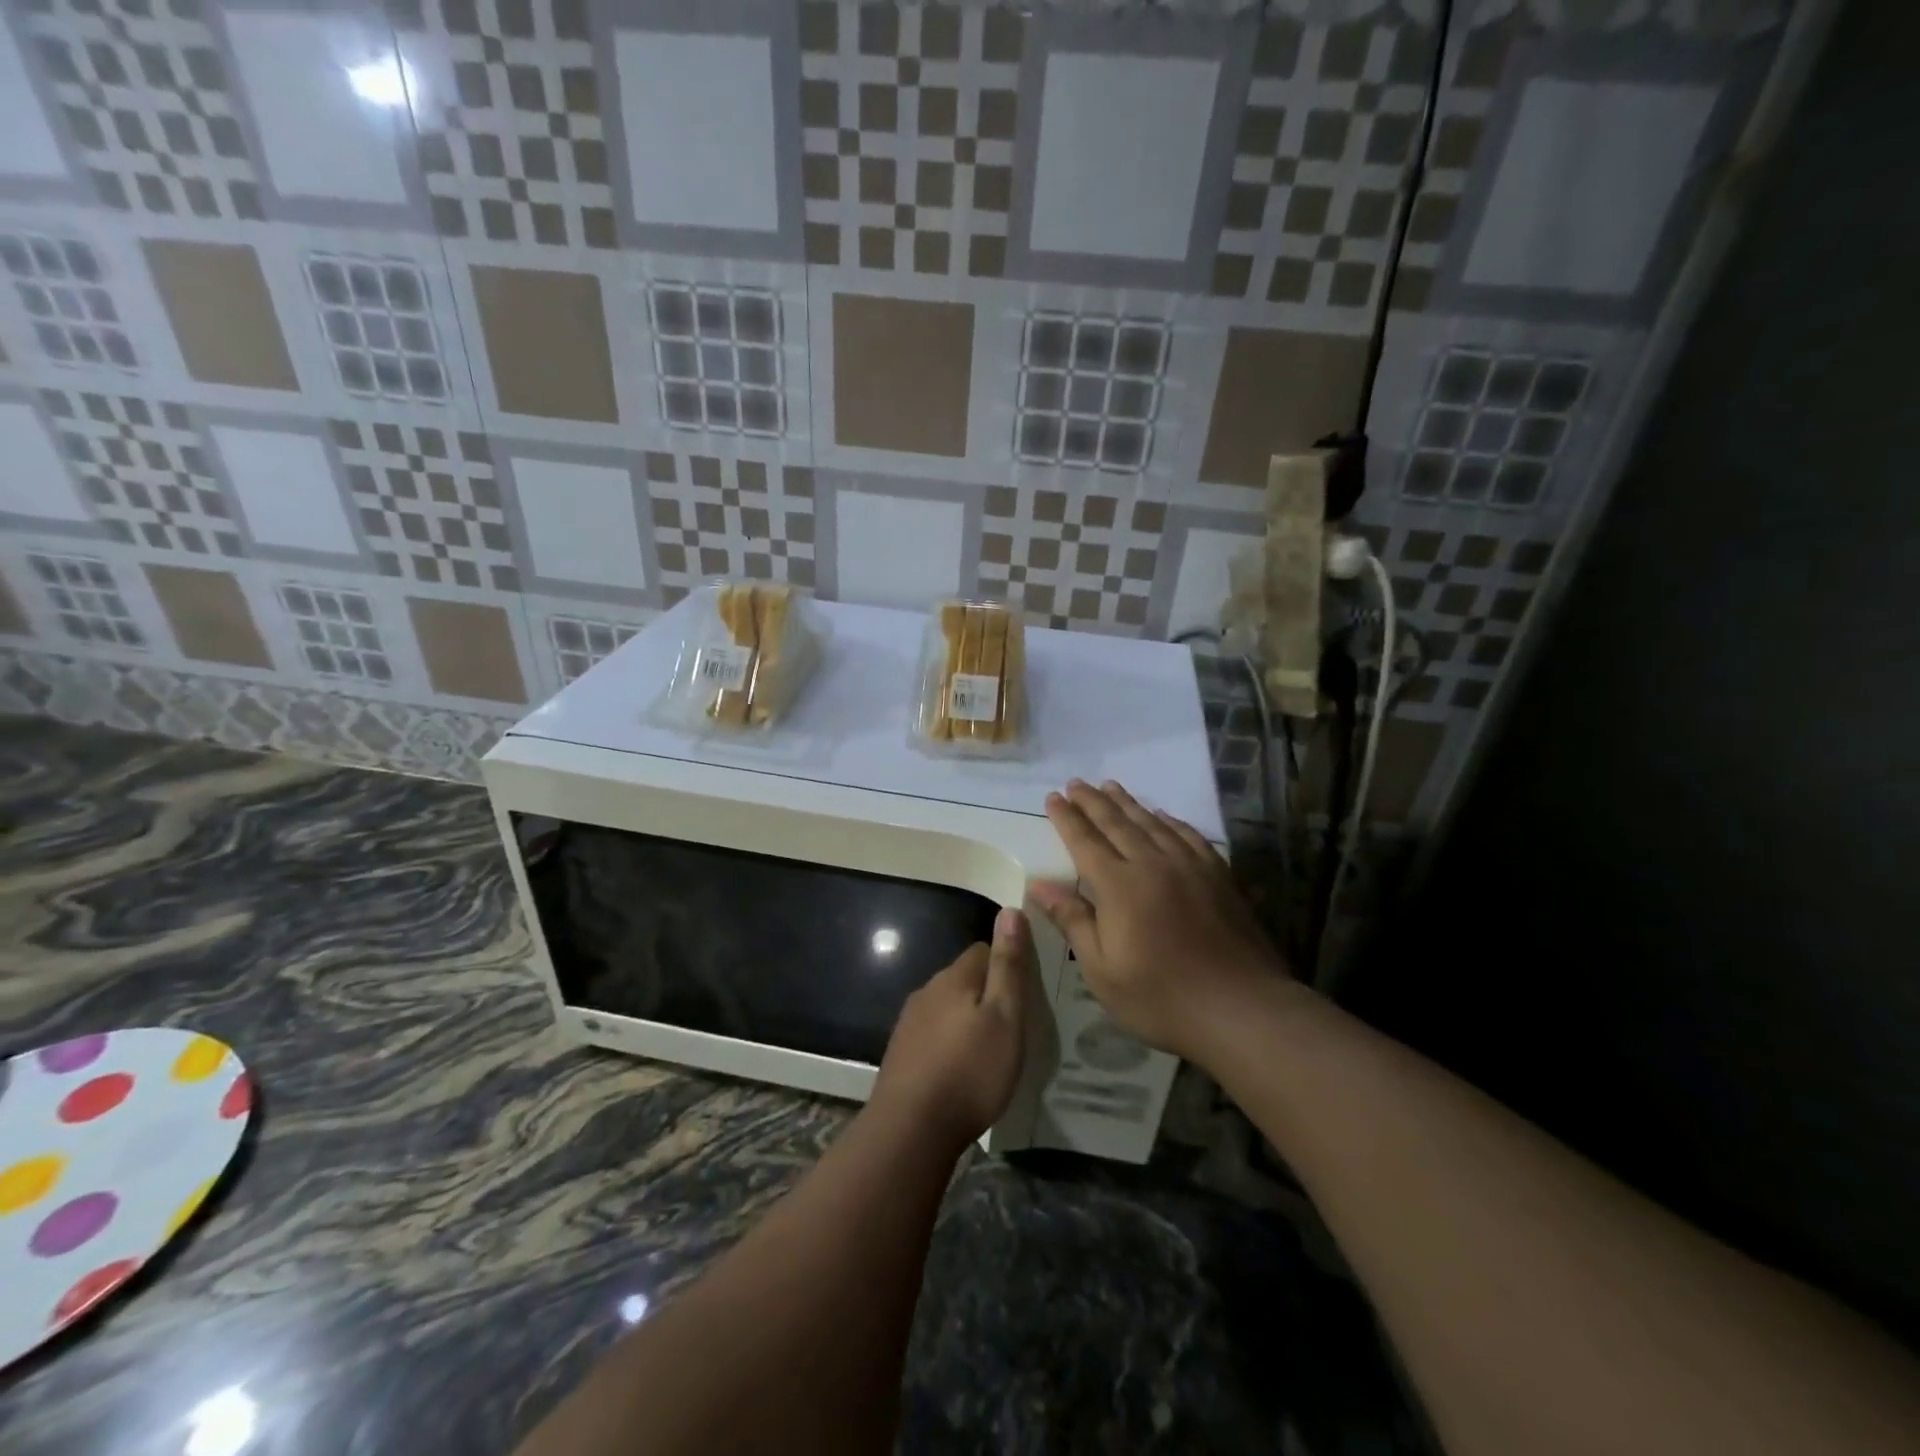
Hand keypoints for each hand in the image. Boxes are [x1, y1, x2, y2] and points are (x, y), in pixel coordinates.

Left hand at [869, 907, 1029, 1151]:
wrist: (910, 1129)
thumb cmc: (969, 1072)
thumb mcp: (1004, 1018)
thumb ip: (1008, 966)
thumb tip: (1010, 910)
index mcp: (953, 978)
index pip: (983, 950)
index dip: (1007, 964)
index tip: (1026, 992)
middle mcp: (927, 991)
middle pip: (964, 978)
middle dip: (988, 993)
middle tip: (1013, 1025)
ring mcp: (910, 1022)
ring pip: (947, 1007)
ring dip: (967, 1019)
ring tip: (989, 1050)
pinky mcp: (901, 1052)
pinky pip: (933, 1033)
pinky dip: (950, 1043)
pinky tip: (960, 1069)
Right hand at [1030, 780, 1291, 1063]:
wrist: (1240, 1008)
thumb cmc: (1160, 996)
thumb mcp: (1102, 970)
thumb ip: (1072, 920)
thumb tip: (1038, 884)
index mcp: (1119, 886)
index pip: (1085, 841)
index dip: (1066, 818)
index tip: (1053, 797)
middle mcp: (1152, 864)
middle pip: (1117, 823)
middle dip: (1093, 801)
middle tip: (1076, 783)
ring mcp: (1190, 866)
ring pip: (1152, 823)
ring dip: (1128, 803)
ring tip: (1110, 786)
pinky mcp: (1218, 875)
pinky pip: (1189, 835)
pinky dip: (1170, 820)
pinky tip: (1163, 815)